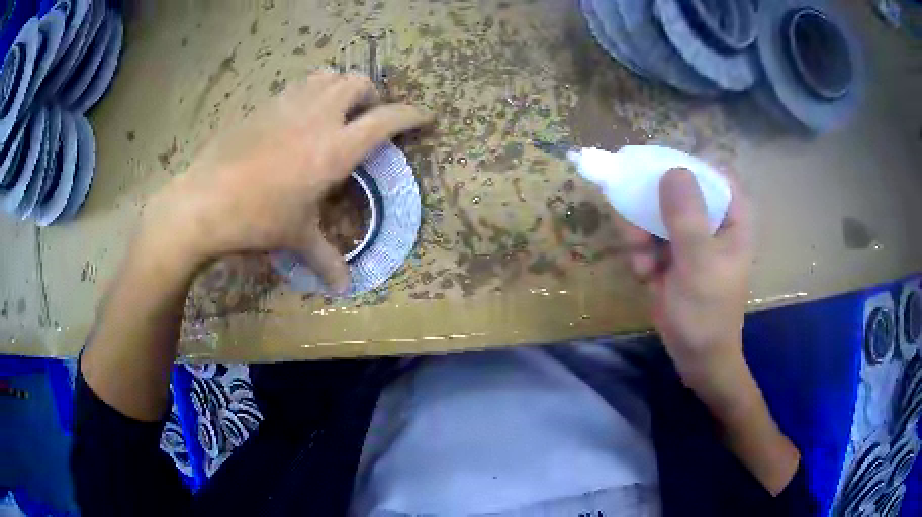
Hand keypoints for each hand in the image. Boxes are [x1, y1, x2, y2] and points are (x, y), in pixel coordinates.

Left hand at [140, 71, 432, 291]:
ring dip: (341, 86)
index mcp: (334, 150)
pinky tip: (301, 115)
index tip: (424, 117)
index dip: (411, 115)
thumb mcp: (295, 238)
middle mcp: (318, 118)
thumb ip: (325, 258)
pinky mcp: (264, 106)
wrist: (202, 202)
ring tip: (337, 108)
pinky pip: (298, 85)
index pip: (385, 120)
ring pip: (328, 75)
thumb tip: (344, 288)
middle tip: (367, 116)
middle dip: (372, 94)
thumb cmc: (256, 220)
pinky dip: (312, 90)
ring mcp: (288, 106)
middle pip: (358, 83)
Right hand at [622, 168, 752, 394]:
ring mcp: (689, 239)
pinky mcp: (670, 255)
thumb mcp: (699, 263)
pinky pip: (647, 237)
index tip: (658, 171)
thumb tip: (672, 169)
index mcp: (731, 218)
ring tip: (640, 260)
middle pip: (678, 190)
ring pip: (656, 213)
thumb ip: (687, 216)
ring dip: (640, 233)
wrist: (695, 357)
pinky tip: (644, 275)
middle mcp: (711, 222)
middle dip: (652, 206)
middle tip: (636, 225)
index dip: (688, 167)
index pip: (714, 174)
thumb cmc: (707, 312)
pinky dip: (640, 253)